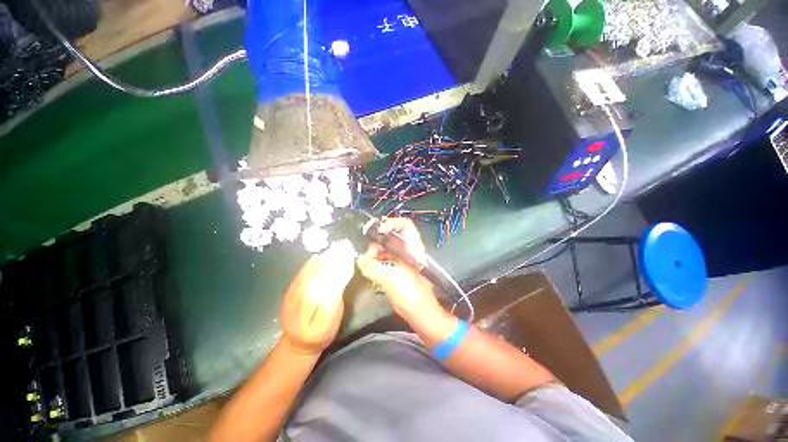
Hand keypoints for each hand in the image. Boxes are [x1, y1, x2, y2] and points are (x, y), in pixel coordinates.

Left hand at [281, 241, 355, 354]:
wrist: (297, 343)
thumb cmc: (321, 333)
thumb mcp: (333, 318)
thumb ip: (336, 296)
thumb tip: (341, 275)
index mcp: (317, 307)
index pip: (331, 282)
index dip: (340, 267)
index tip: (349, 255)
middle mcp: (303, 298)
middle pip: (320, 274)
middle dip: (332, 259)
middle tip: (343, 246)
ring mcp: (293, 294)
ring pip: (309, 272)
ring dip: (322, 259)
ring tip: (333, 249)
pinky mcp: (288, 292)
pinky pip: (300, 274)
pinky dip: (310, 264)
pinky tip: (318, 257)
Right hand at [356, 218, 443, 320]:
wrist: (420, 314)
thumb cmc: (412, 295)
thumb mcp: (392, 279)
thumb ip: (374, 268)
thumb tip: (361, 261)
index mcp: (412, 248)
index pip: (405, 225)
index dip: (391, 223)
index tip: (378, 231)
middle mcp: (407, 251)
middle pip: (391, 236)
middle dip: (377, 240)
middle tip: (367, 252)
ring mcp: (401, 260)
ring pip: (385, 248)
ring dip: (374, 252)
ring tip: (366, 261)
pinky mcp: (396, 269)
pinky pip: (383, 259)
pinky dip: (375, 260)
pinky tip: (368, 267)